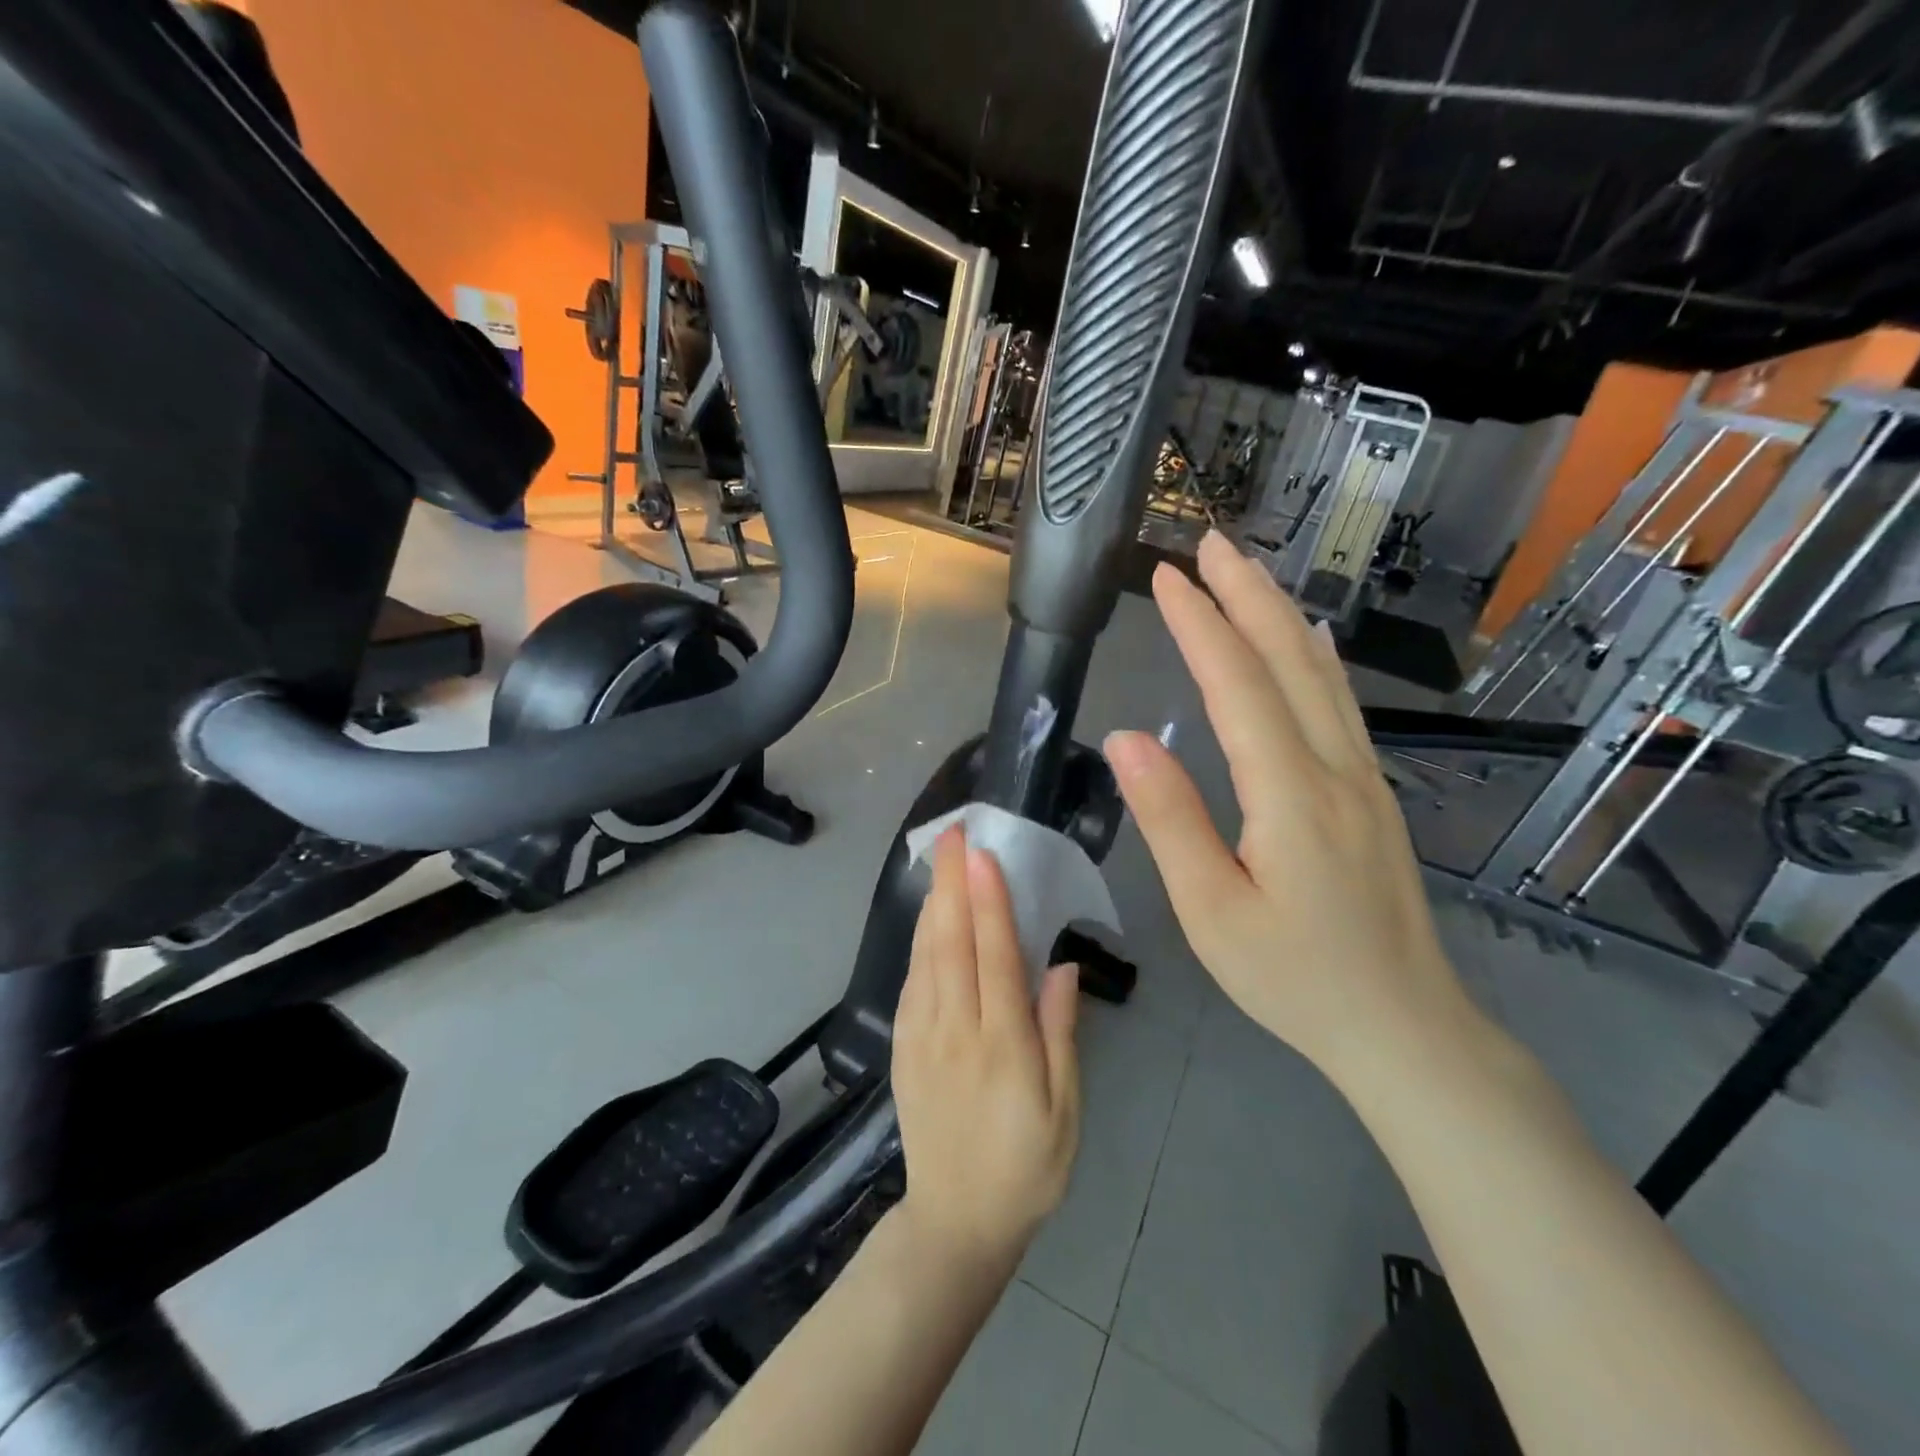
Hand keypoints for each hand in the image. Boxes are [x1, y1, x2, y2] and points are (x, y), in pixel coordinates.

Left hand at [892, 828, 1081, 1270]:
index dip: (989, 903)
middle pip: (952, 944)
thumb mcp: (1065, 1112)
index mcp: (1003, 1047)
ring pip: (926, 956)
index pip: (995, 958)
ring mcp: (922, 1037)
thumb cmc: (1026, 1167)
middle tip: (952, 833)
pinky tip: (925, 917)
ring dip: (932, 902)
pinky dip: (918, 941)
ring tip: (938, 858)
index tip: (982, 855)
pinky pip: (911, 981)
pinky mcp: (903, 1046)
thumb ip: (1061, 1034)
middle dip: (951, 883)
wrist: (955, 1221)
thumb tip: (1062, 966)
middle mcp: (956, 1031)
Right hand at [1103, 531, 1472, 1082]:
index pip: (1237, 687)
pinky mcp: (1372, 794)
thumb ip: (1169, 820)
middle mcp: (1335, 769)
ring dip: (1279, 613)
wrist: (1401, 1025)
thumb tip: (1125, 739)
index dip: (1200, 626)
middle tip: (1207, 542)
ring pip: (1319, 675)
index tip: (1165, 578)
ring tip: (1246, 570)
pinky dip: (1315, 655)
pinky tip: (1309, 638)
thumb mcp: (1210, 911)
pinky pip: (1340, 703)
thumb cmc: (1293, 977)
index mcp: (1290, 794)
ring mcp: (1363, 777)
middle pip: (1287, 660)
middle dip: (1245, 594)